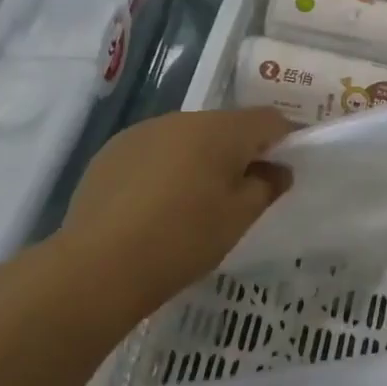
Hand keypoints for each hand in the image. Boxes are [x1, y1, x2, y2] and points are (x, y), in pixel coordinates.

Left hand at [53, 108, 294, 320]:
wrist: (100, 266)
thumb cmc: (184, 239)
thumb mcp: (239, 217)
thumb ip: (267, 186)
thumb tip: (277, 169)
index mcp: (219, 130)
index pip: (267, 120)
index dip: (285, 140)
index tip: (286, 169)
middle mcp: (180, 119)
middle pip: (225, 126)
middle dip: (240, 152)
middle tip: (242, 194)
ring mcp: (141, 133)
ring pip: (187, 138)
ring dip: (201, 160)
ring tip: (195, 204)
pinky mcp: (111, 153)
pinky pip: (154, 152)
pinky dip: (166, 169)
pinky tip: (157, 207)